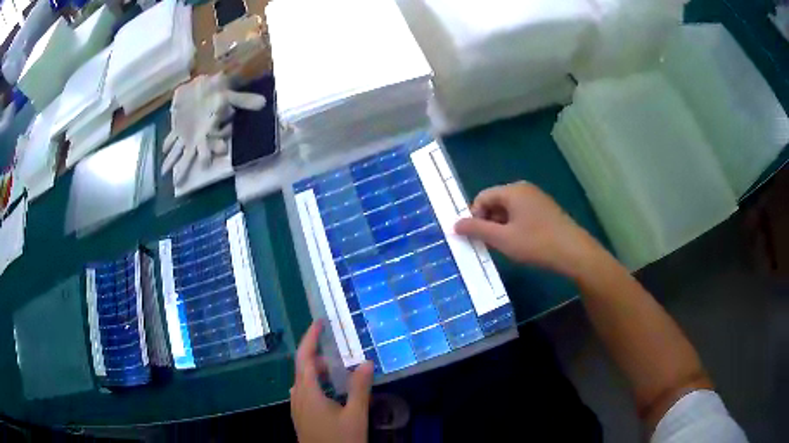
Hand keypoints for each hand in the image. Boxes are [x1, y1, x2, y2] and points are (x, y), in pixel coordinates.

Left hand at [291, 321, 373, 442]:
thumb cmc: (341, 439)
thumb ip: (359, 388)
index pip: (305, 357)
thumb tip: (366, 362)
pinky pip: (304, 392)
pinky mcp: (300, 416)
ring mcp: (296, 408)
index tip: (321, 322)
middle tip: (340, 357)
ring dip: (318, 372)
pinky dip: (315, 384)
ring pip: (302, 381)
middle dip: (319, 357)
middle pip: (303, 368)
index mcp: (308, 392)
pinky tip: (329, 393)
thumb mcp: (355, 414)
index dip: (311, 337)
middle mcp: (297, 396)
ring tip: (338, 374)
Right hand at [454, 181, 602, 278]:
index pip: (482, 197)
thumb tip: (454, 224)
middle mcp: (524, 189)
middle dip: (488, 222)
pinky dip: (515, 227)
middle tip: (490, 244)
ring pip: (509, 210)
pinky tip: (521, 244)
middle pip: (495, 202)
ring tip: (506, 246)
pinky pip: (522, 214)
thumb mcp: (502, 239)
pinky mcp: (546, 210)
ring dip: (501, 226)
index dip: (474, 217)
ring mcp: (537, 199)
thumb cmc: (536, 243)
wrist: (574, 252)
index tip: (476, 238)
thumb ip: (476, 230)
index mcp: (512, 190)